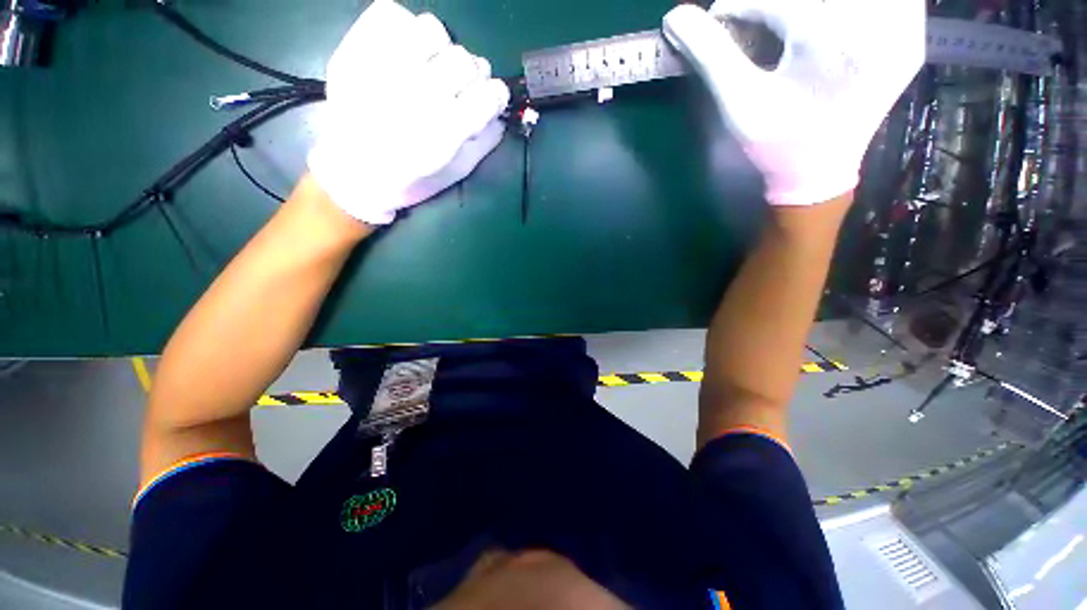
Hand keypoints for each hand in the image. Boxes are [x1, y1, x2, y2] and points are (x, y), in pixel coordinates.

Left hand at [308, 0, 510, 224]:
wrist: (353, 171)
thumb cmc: (411, 180)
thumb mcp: (456, 172)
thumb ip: (483, 143)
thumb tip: (499, 115)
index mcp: (447, 131)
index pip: (491, 93)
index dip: (495, 96)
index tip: (488, 101)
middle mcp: (421, 94)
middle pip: (466, 61)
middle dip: (469, 76)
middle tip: (455, 90)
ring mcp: (386, 67)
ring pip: (433, 29)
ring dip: (438, 49)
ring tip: (426, 67)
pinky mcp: (358, 49)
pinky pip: (392, 13)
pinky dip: (402, 28)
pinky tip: (401, 52)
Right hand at [663, 0, 924, 205]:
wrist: (820, 172)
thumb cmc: (775, 142)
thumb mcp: (738, 103)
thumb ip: (709, 54)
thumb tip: (675, 16)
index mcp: (830, 39)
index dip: (738, 8)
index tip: (719, 23)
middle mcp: (878, 19)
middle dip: (772, 5)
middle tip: (754, 27)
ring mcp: (903, 23)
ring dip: (806, 5)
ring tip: (787, 29)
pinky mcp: (911, 29)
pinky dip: (847, 5)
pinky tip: (828, 22)